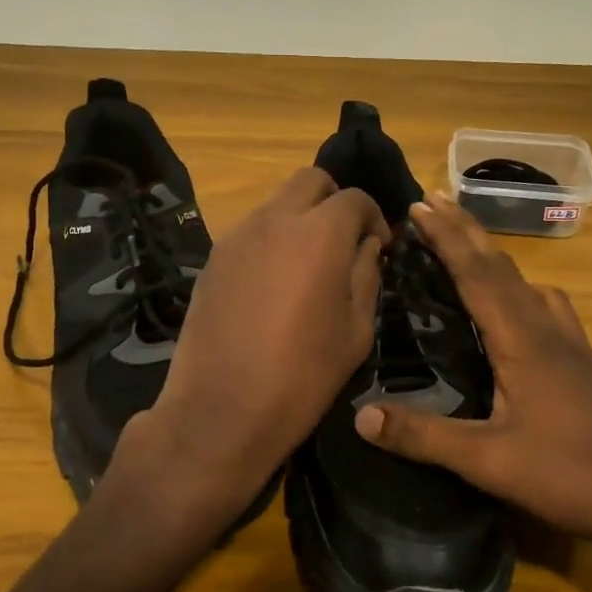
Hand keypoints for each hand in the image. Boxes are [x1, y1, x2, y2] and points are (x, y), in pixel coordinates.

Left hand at [108, 168, 389, 545]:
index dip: (374, 218)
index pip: (355, 198)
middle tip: (344, 242)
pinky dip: (272, 239)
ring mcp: (237, 236)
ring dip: (301, 218)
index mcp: (320, 234)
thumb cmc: (302, 376)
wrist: (221, 410)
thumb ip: (367, 275)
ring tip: (307, 265)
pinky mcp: (213, 258)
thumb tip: (367, 246)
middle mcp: (275, 220)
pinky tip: (273, 283)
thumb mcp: (356, 330)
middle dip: (335, 201)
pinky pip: (252, 230)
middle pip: (311, 181)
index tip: (379, 248)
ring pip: (277, 202)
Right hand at [353, 195, 591, 564]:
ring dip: (491, 255)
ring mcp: (570, 341)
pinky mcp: (582, 359)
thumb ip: (424, 437)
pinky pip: (545, 304)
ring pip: (526, 281)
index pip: (475, 273)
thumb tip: (360, 415)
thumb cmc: (571, 474)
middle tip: (433, 200)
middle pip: (500, 265)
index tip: (417, 205)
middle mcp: (547, 327)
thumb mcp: (489, 461)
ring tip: (466, 245)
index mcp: (521, 339)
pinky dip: (520, 285)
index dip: (445, 237)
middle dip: (464, 229)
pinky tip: (519, 303)